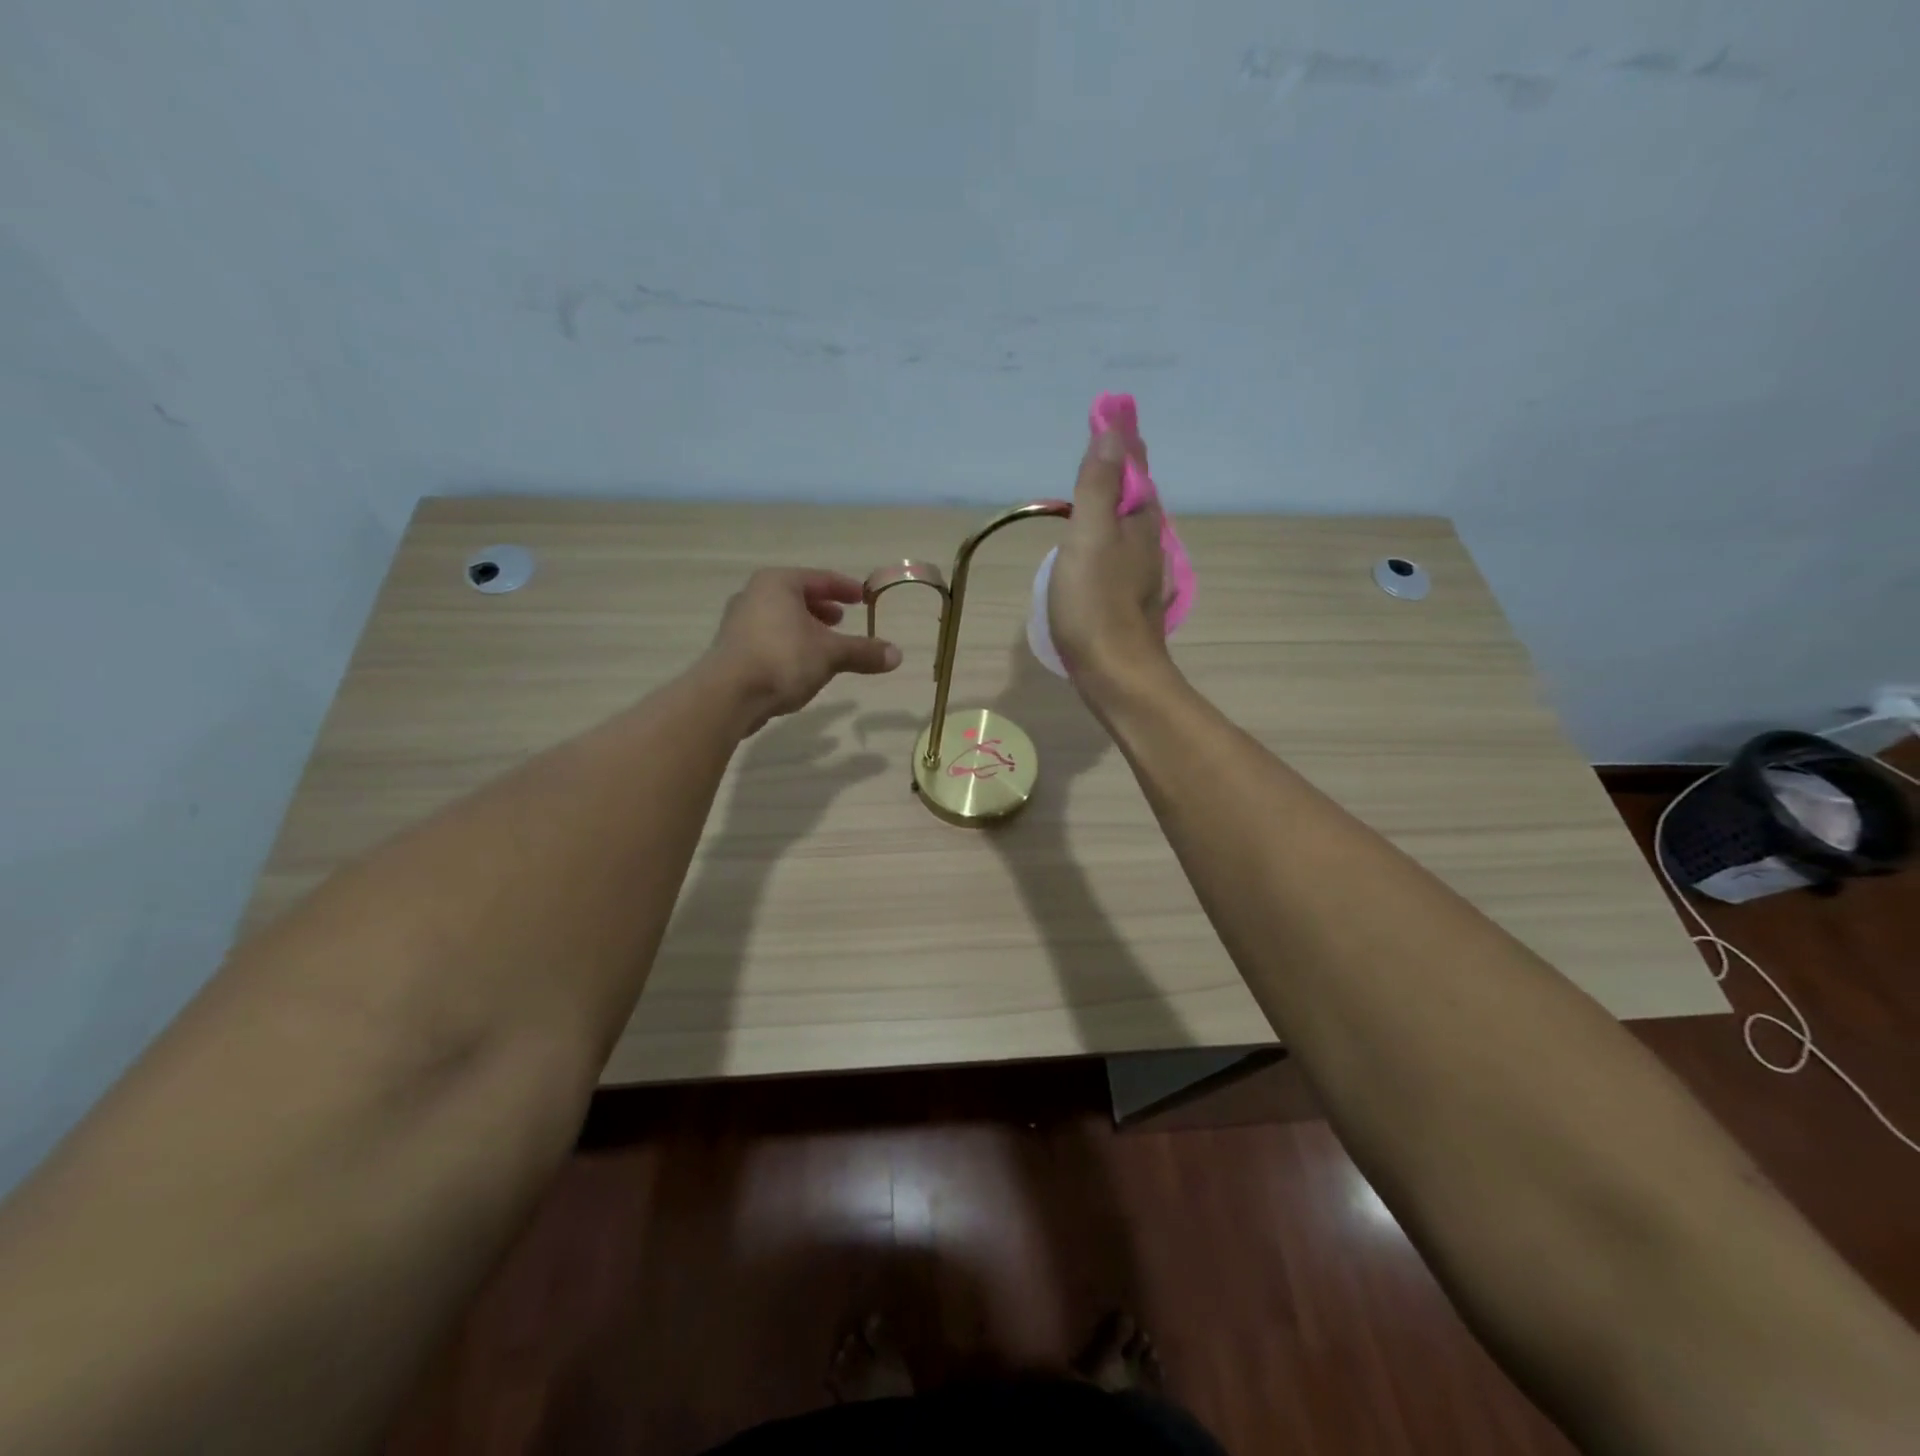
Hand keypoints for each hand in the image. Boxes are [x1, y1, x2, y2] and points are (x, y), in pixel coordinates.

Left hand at [703, 569, 902, 732]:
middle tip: (842, 619)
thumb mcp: (831, 654)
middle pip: (796, 596)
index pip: (818, 578)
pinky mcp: (731, 651)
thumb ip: (863, 652)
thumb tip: (897, 655)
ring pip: (780, 619)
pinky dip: (789, 645)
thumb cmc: (783, 659)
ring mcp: (738, 623)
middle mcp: (754, 595)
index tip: (862, 597)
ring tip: (824, 645)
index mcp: (778, 583)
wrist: (728, 695)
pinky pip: (768, 639)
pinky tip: (801, 666)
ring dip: (805, 629)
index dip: (844, 588)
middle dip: (821, 608)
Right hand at [1048, 430, 1169, 688]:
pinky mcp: (1131, 605)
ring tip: (1103, 499)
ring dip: (1121, 509)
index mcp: (1139, 524)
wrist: (1116, 675)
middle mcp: (1148, 547)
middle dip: (1126, 475)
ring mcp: (1143, 578)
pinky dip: (1114, 543)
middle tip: (1108, 453)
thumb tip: (1113, 432)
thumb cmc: (1096, 605)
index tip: (1113, 416)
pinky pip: (1124, 559)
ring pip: (1134, 531)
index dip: (1123, 445)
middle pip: (1139, 501)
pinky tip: (1103, 556)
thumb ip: (1098, 486)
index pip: (1135, 471)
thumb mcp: (1090, 538)